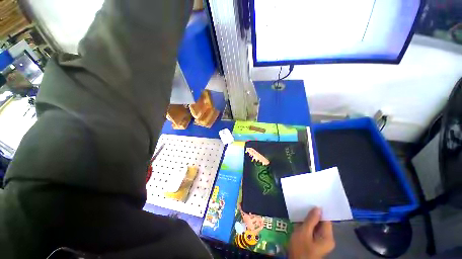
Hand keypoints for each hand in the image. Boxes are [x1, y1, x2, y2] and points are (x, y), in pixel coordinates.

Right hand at [289, 207, 334, 258]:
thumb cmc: (300, 248)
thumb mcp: (304, 232)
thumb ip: (311, 220)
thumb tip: (318, 208)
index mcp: (328, 237)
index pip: (326, 220)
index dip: (319, 211)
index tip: (311, 202)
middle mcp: (327, 239)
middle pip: (321, 223)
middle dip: (312, 215)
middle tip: (304, 205)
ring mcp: (321, 241)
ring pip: (316, 226)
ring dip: (308, 220)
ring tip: (301, 211)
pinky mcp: (315, 242)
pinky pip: (313, 230)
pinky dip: (307, 225)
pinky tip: (300, 220)